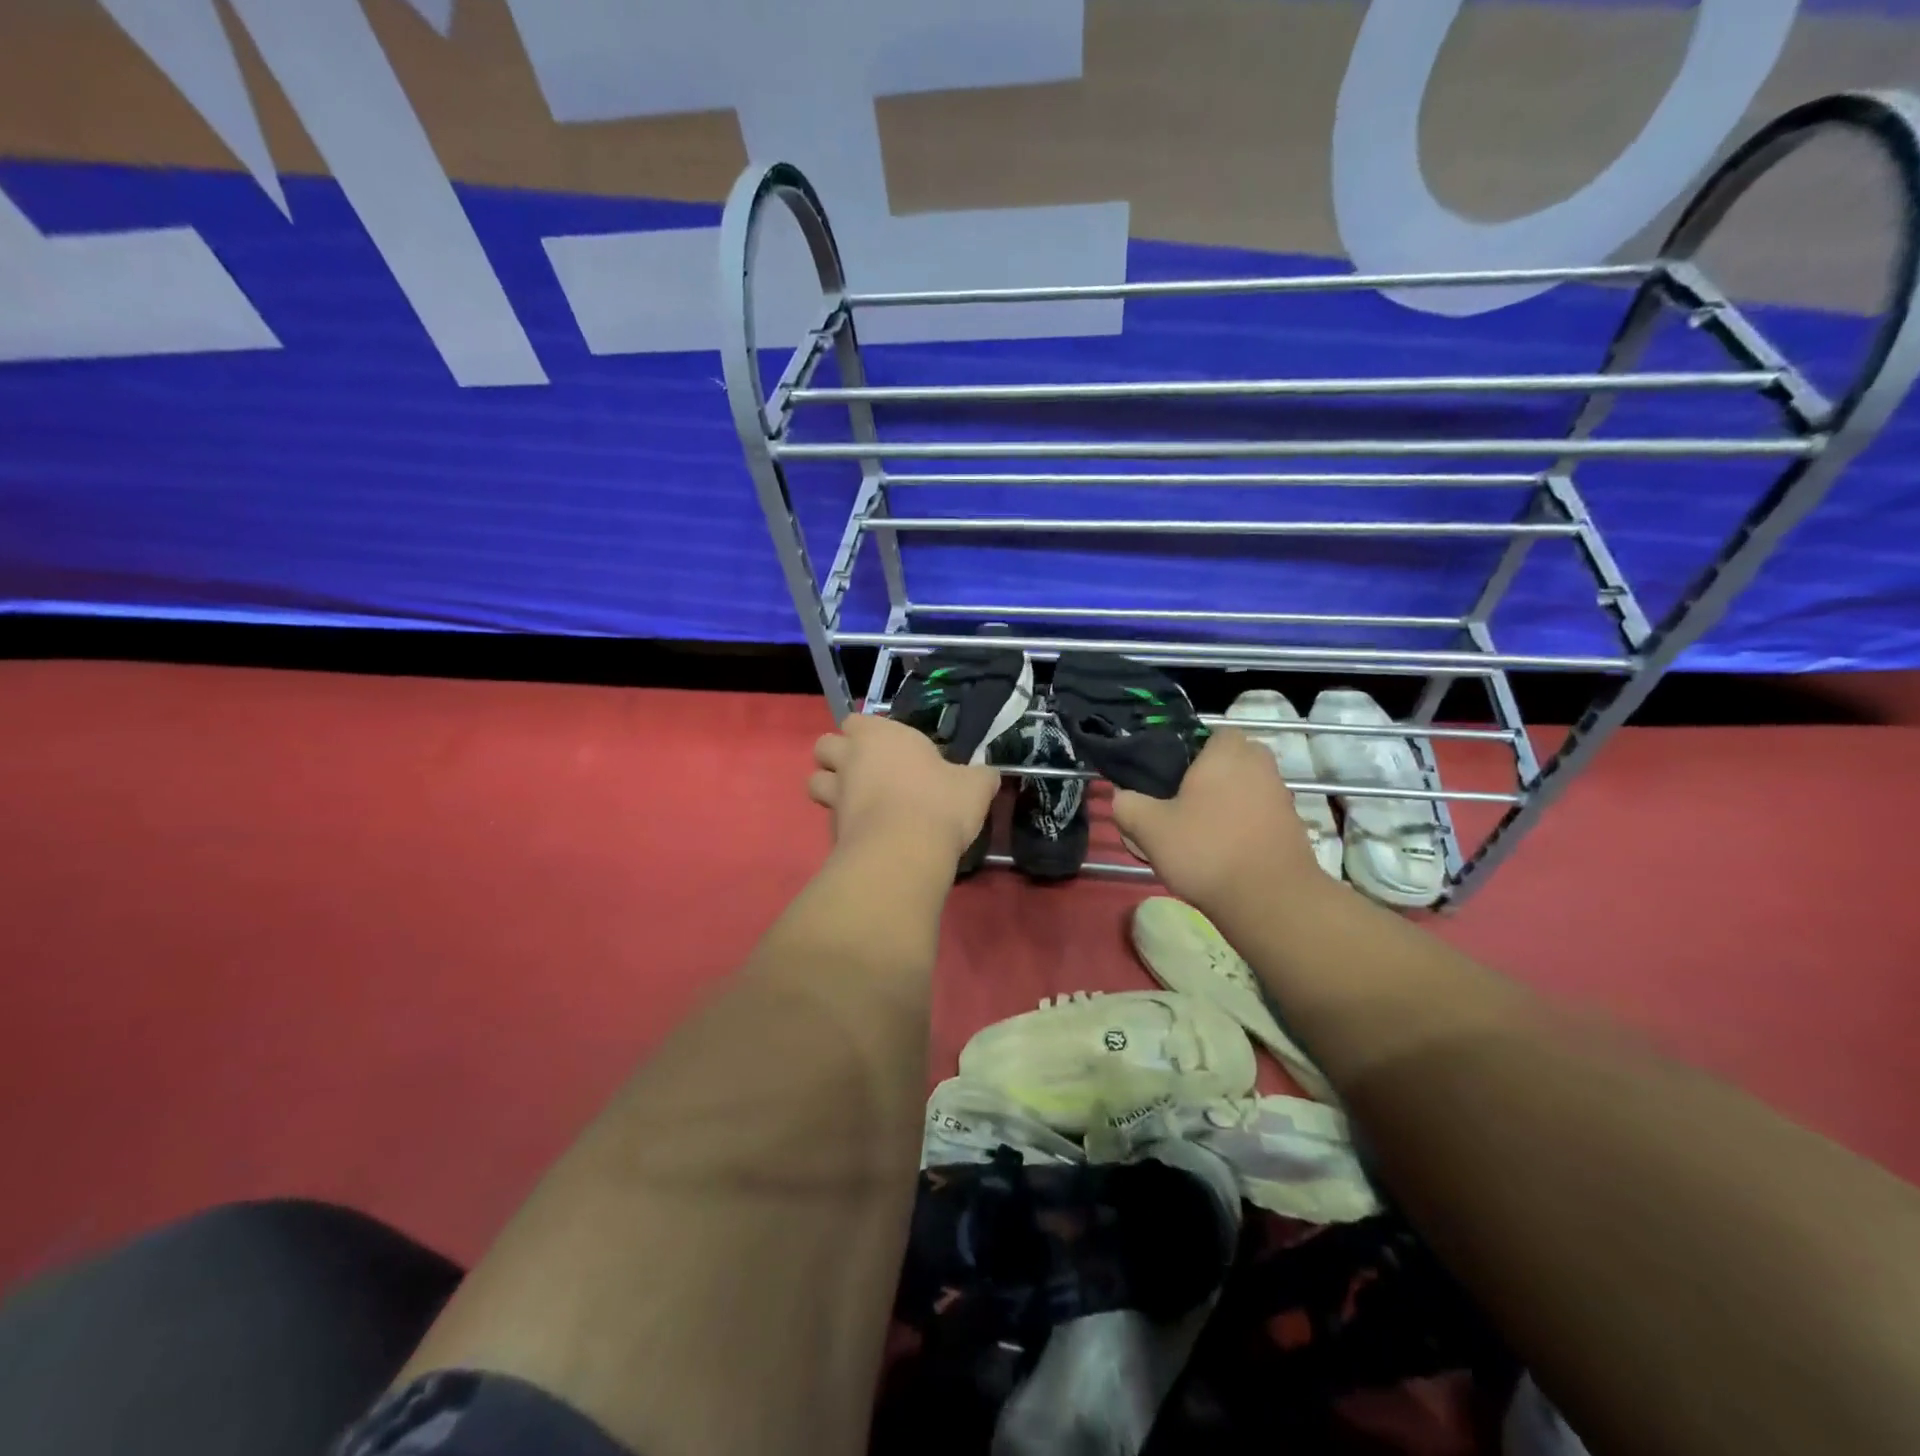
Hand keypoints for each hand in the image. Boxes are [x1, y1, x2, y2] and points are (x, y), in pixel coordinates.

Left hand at [808, 714, 999, 860]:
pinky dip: (842, 823)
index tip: (889, 748)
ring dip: (830, 787)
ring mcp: (836, 795)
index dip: (867, 732)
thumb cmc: (939, 803)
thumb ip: (979, 776)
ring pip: (815, 781)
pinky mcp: (831, 829)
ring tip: (856, 801)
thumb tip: (987, 775)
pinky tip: (865, 834)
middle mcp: (851, 758)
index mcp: (881, 736)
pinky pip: (829, 819)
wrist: (904, 852)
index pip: (856, 721)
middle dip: (837, 755)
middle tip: (865, 771)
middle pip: (824, 745)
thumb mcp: (975, 786)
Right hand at [1112, 727, 1325, 912]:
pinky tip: (1224, 853)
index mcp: (1227, 752)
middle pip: (1229, 761)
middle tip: (1181, 804)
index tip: (1168, 779)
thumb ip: (1128, 805)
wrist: (1270, 900)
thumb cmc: (1206, 850)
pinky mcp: (1293, 827)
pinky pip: (1260, 815)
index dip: (1188, 753)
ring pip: (1246, 788)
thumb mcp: (1149, 828)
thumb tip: (1121, 796)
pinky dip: (1244, 826)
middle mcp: (1260, 765)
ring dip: (1227, 803)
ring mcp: (1281, 796)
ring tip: (1200, 834)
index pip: (1209, 734)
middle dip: (1209, 777)